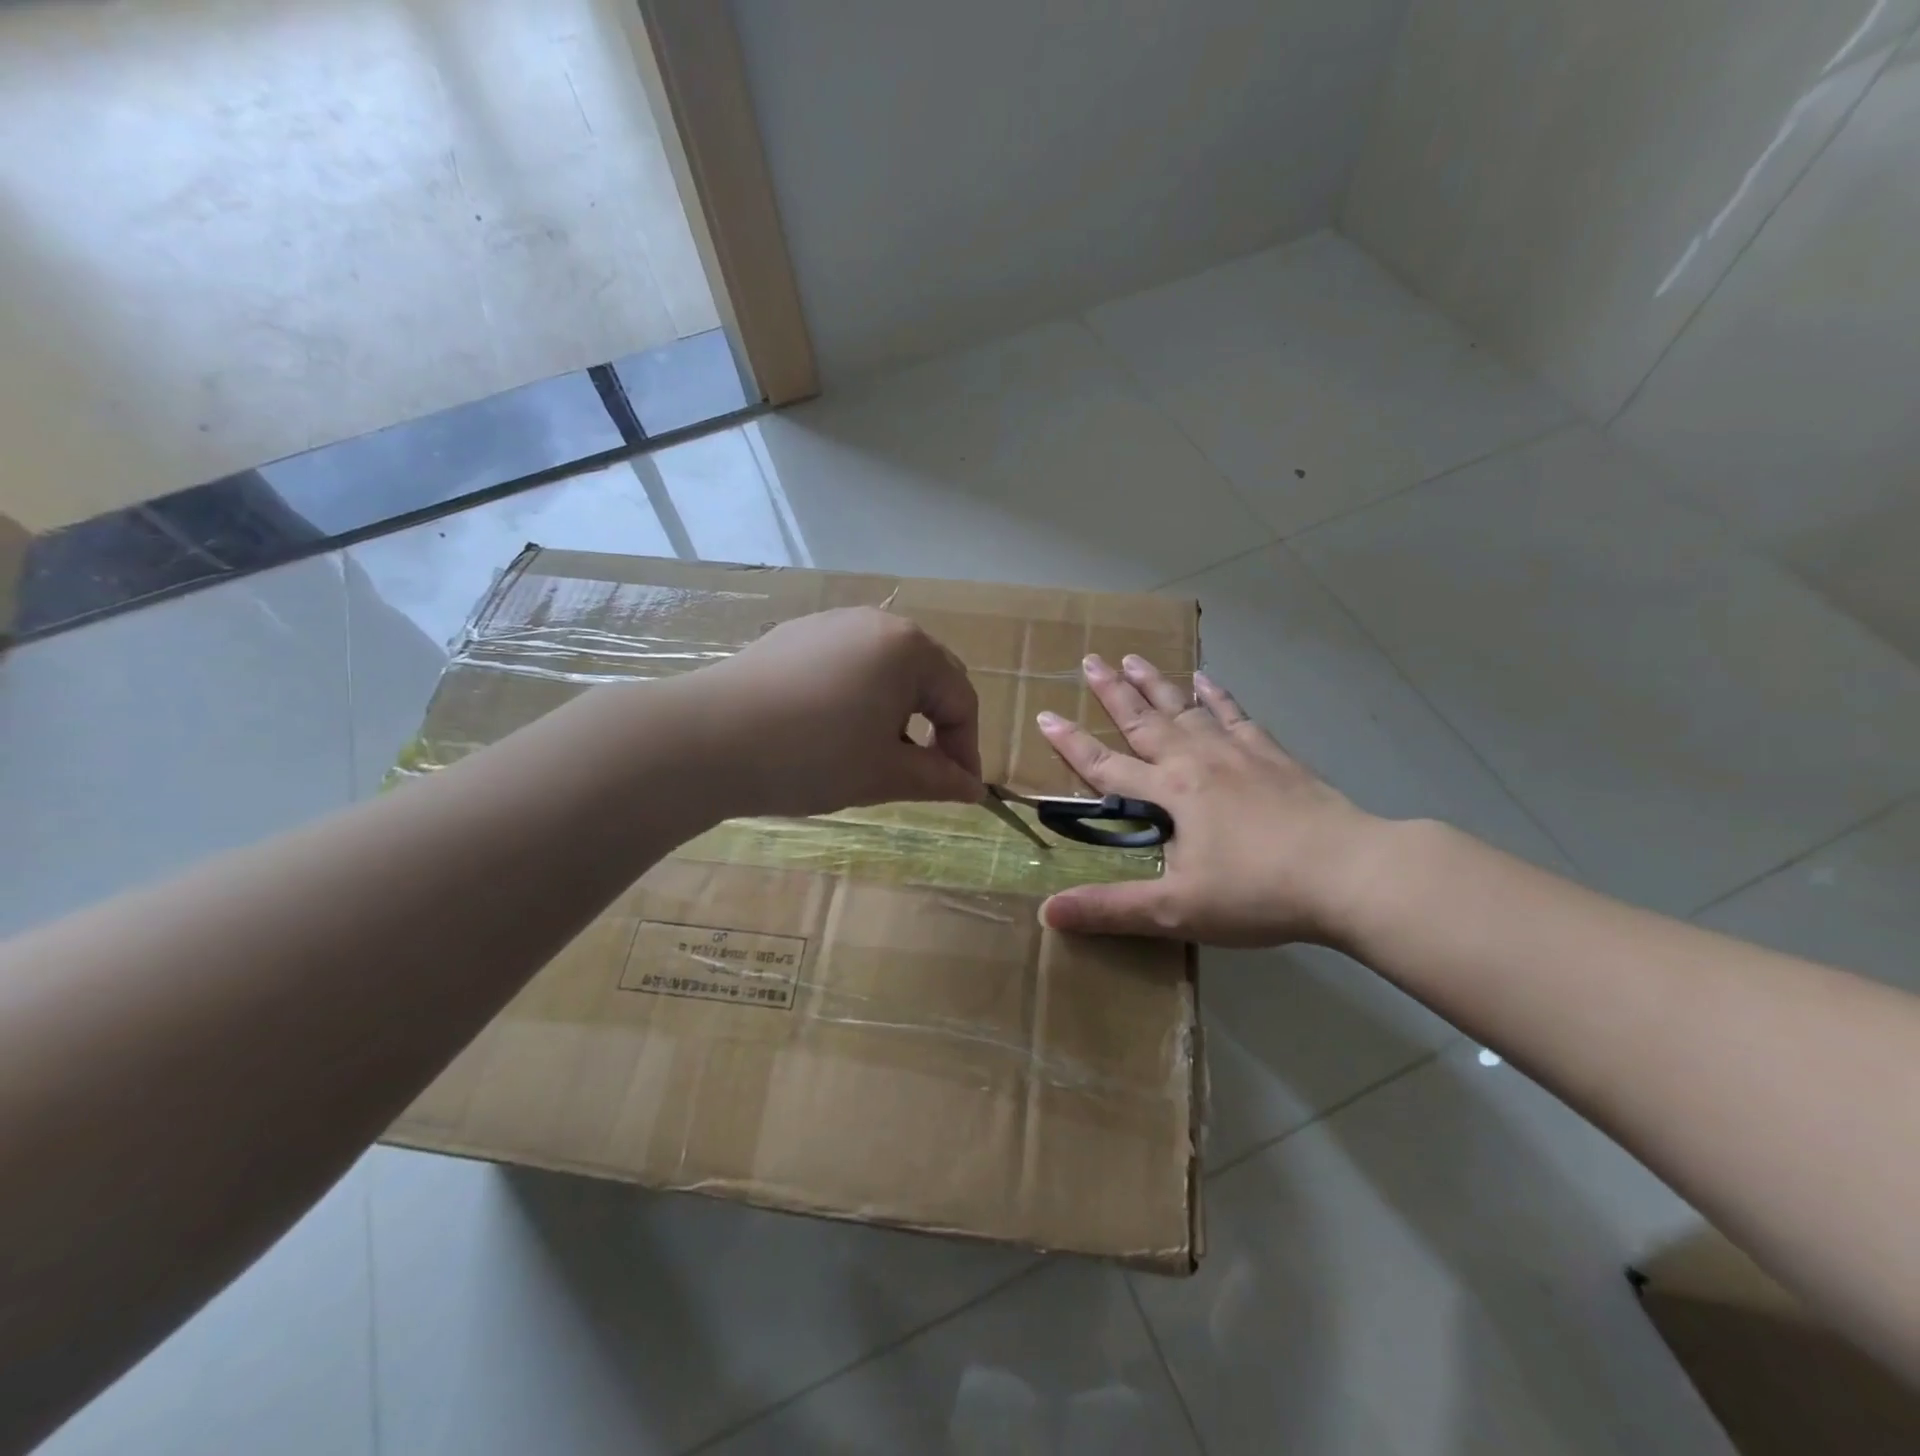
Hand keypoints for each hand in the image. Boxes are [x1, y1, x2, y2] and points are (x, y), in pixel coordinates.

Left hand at [701, 607, 983, 817]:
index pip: (960, 700)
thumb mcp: (883, 774)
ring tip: (871, 753)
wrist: (705, 739)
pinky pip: (848, 663)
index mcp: (909, 649)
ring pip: (887, 669)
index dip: (966, 750)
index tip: (960, 792)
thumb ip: (938, 779)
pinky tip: (829, 730)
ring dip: (897, 712)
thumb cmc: (811, 756)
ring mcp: (831, 624)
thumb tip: (973, 789)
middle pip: (928, 676)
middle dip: (934, 726)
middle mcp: (876, 623)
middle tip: (921, 773)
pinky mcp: (795, 636)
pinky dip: (858, 697)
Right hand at [1038, 655, 1386, 946]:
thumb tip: (1046, 913)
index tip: (1045, 716)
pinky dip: (1218, 696)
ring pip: (1186, 708)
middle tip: (1090, 660)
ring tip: (1133, 657)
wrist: (1350, 873)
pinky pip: (1236, 716)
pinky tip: (1206, 679)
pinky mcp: (1272, 756)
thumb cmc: (1258, 892)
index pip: (1106, 766)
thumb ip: (1110, 908)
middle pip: (1144, 720)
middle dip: (1113, 692)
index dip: (1072, 744)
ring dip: (1157, 684)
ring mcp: (1237, 753)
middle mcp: (1197, 761)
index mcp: (1170, 792)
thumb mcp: (1176, 910)